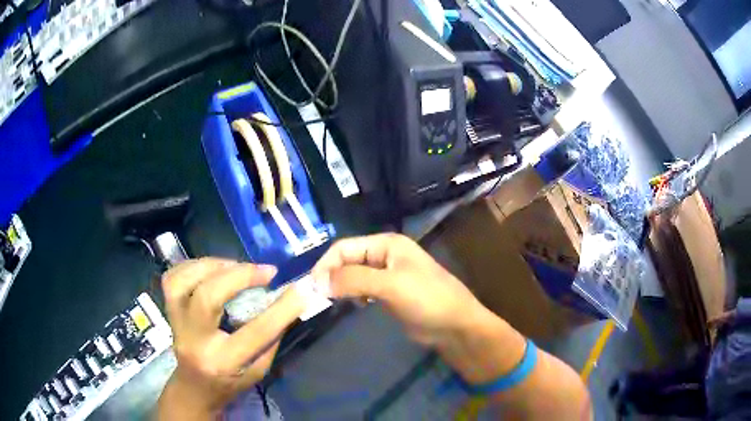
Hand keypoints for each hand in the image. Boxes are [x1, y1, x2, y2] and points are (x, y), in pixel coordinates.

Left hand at [157, 258, 305, 418]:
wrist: (194, 388)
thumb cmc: (231, 383)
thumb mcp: (259, 369)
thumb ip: (271, 337)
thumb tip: (290, 301)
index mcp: (223, 362)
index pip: (255, 332)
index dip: (282, 308)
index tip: (302, 289)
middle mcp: (195, 340)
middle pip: (207, 297)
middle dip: (239, 276)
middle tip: (265, 271)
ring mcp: (176, 324)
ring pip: (182, 281)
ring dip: (212, 266)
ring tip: (235, 267)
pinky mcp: (168, 311)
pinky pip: (172, 278)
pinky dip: (192, 266)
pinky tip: (212, 269)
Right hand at [311, 233, 486, 346]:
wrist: (455, 326)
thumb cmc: (427, 299)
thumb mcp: (390, 285)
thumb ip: (354, 280)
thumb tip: (317, 282)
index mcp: (386, 244)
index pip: (344, 247)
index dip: (326, 265)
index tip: (312, 287)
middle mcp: (385, 255)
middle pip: (347, 260)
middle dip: (331, 276)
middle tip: (317, 297)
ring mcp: (387, 275)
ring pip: (353, 276)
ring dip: (340, 286)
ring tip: (331, 302)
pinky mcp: (389, 294)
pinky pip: (363, 290)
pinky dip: (352, 296)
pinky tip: (353, 305)